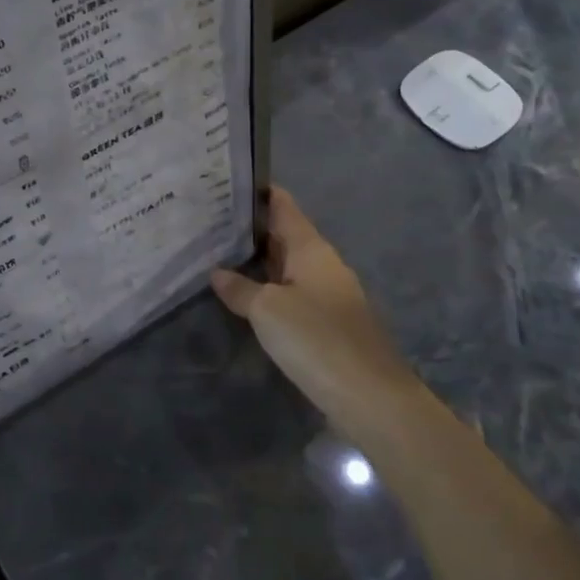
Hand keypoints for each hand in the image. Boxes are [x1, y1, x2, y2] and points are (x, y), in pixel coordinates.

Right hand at [212, 187, 414, 422]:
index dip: (260, 192)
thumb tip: (217, 273)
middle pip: (285, 235)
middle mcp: (323, 265)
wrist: (370, 398)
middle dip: (251, 228)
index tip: (228, 182)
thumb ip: (240, 288)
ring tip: (218, 253)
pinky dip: (268, 288)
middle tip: (210, 220)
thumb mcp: (267, 310)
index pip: (284, 207)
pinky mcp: (328, 324)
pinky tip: (246, 295)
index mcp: (312, 249)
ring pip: (287, 266)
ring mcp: (329, 295)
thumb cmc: (316, 339)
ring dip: (258, 260)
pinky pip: (292, 293)